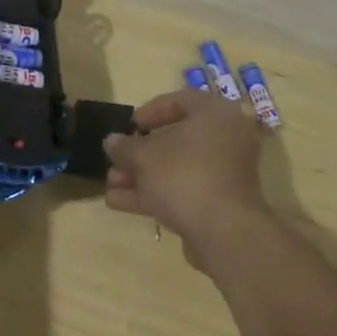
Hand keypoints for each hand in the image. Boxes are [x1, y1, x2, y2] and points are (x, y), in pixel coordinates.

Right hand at [103, 89, 270, 260]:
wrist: (224, 234)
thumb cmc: (185, 176)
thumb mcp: (144, 157)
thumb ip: (125, 146)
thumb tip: (112, 141)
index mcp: (216, 114)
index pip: (180, 101)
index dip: (149, 111)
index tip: (129, 126)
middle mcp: (226, 139)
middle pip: (176, 140)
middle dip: (140, 153)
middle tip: (115, 160)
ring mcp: (225, 174)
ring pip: (177, 168)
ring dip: (142, 176)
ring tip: (110, 185)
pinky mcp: (220, 203)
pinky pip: (184, 190)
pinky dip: (155, 194)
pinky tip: (119, 202)